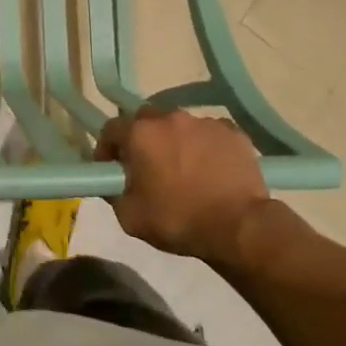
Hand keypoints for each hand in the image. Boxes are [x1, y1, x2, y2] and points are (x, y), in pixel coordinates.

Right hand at [96, 109, 277, 265]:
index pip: (111, 129)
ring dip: (174, 141)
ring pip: (179, 125)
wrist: (239, 227)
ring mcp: (204, 122)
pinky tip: (210, 169)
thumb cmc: (178, 220)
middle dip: (141, 138)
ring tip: (183, 168)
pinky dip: (204, 146)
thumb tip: (112, 182)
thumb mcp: (129, 217)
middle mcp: (170, 118)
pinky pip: (209, 134)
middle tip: (146, 165)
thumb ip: (113, 192)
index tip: (111, 168)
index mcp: (140, 133)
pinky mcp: (233, 132)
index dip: (107, 149)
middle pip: (146, 120)